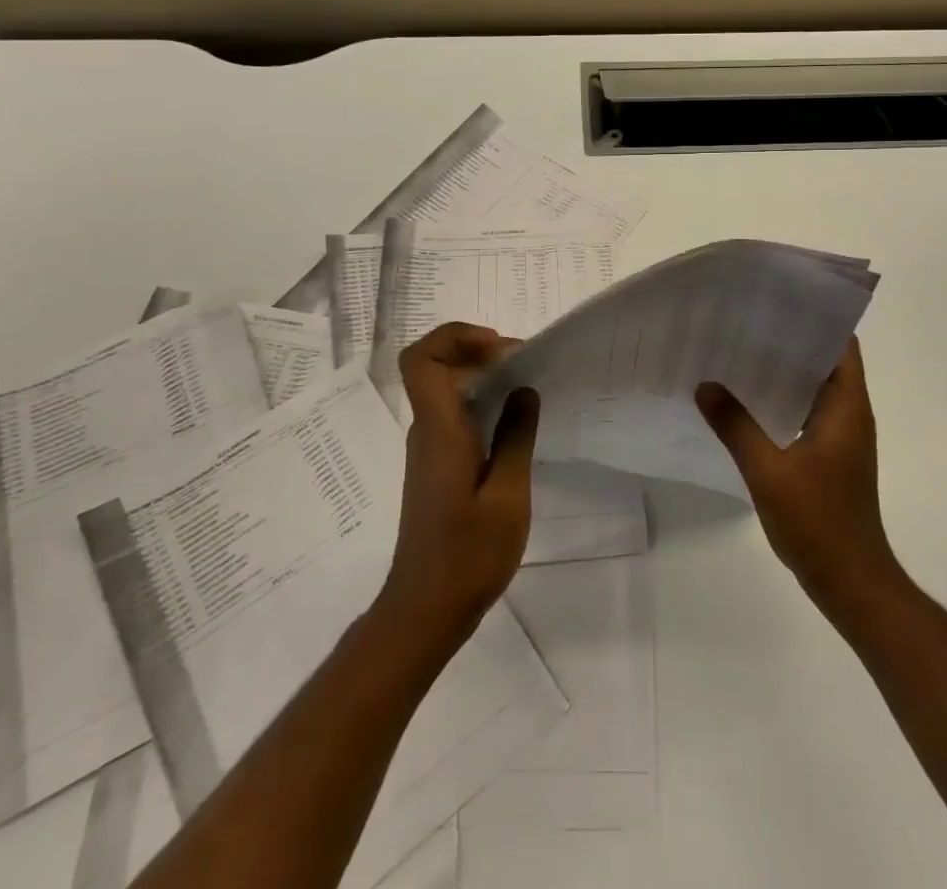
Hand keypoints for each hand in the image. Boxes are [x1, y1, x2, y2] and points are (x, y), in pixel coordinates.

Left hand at [377, 323, 539, 644]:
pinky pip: (452, 415)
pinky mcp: (435, 467)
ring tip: (525, 386)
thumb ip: (516, 437)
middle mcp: (426, 431)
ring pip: (444, 390)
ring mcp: (428, 450)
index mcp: (439, 430)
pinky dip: (479, 402)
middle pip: (434, 367)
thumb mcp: (507, 496)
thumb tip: (523, 390)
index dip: (454, 337)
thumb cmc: (468, 555)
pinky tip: (512, 423)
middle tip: (523, 361)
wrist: (425, 610)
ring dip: (480, 376)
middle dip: (476, 351)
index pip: (421, 359)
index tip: (498, 347)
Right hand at [695, 338, 902, 614]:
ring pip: (811, 387)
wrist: (852, 583)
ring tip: (736, 350)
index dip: (815, 316)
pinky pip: (803, 412)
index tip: (777, 299)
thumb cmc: (819, 522)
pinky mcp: (828, 456)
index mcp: (847, 406)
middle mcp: (848, 413)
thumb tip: (705, 385)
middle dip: (788, 338)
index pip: (840, 343)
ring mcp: (840, 437)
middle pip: (823, 360)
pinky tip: (742, 400)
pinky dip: (779, 399)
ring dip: (781, 370)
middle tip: (742, 319)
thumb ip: (735, 426)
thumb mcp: (769, 471)